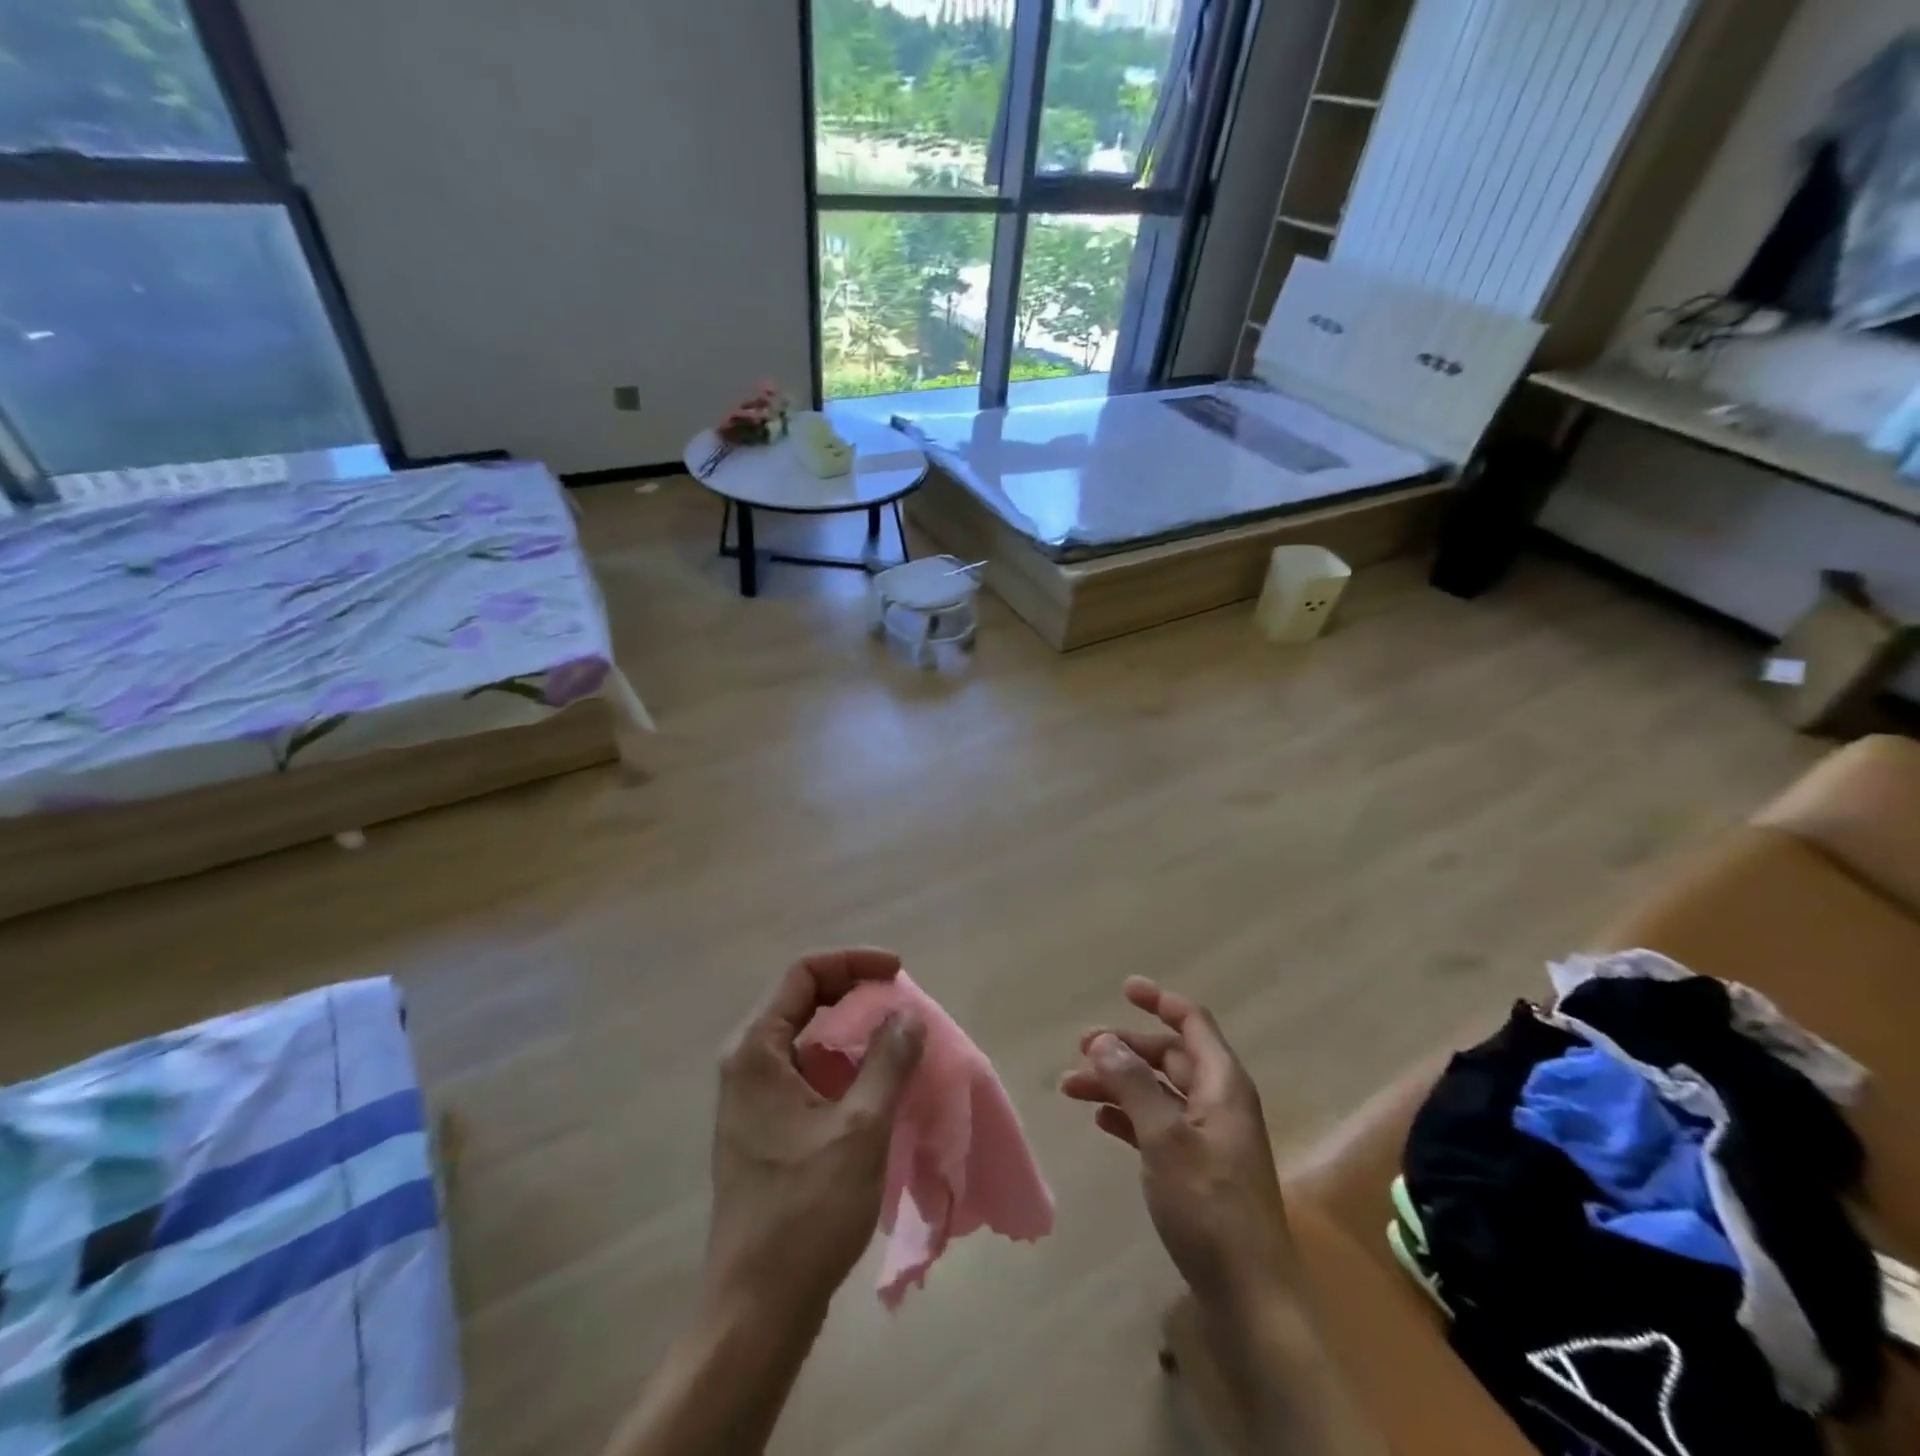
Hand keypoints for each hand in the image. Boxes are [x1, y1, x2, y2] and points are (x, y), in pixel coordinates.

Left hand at [706, 948, 926, 1320]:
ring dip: (852, 1029)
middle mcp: (747, 1063)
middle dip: (855, 992)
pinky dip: (843, 1063)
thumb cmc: (805, 1212)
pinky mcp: (766, 1126)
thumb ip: (886, 1061)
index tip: (898, 972)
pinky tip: (877, 1082)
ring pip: (807, 1037)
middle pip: (803, 999)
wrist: (756, 1309)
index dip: (853, 962)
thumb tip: (907, 1015)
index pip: (803, 974)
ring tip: (898, 1038)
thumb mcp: (859, 1128)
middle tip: (902, 1004)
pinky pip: (807, 1071)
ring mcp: (754, 1097)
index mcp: (756, 1051)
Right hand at [1061, 977, 1295, 1310]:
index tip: (1124, 988)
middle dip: (1125, 1048)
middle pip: (1169, 1057)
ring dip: (1118, 1083)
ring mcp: (1209, 1138)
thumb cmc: (1209, 1206)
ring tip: (1071, 1087)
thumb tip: (1102, 1040)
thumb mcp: (1165, 1137)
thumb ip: (1133, 1083)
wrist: (1250, 1296)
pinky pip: (1158, 1125)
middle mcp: (1219, 1102)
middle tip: (1080, 1049)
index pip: (1192, 1022)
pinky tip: (1101, 1120)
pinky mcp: (1198, 1170)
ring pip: (1158, 1092)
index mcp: (1222, 1084)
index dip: (1159, 1001)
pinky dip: (1129, 1116)